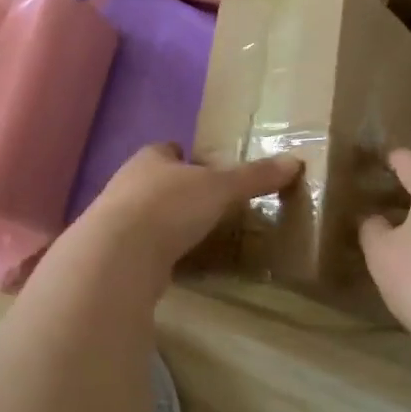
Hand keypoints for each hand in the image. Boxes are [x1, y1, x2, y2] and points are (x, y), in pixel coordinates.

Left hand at [78, 143, 301, 272]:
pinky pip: (143, 247)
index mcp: (150, 159)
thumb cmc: (169, 206)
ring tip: (196, 233)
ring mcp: (116, 221)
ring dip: (166, 222)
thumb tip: (295, 162)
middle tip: (208, 202)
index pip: (167, 149)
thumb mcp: (220, 188)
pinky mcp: (115, 255)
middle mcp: (127, 184)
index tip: (205, 165)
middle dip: (176, 189)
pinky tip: (177, 262)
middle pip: (155, 181)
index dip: (185, 155)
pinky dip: (159, 252)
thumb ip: (254, 177)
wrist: (118, 255)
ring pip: (146, 214)